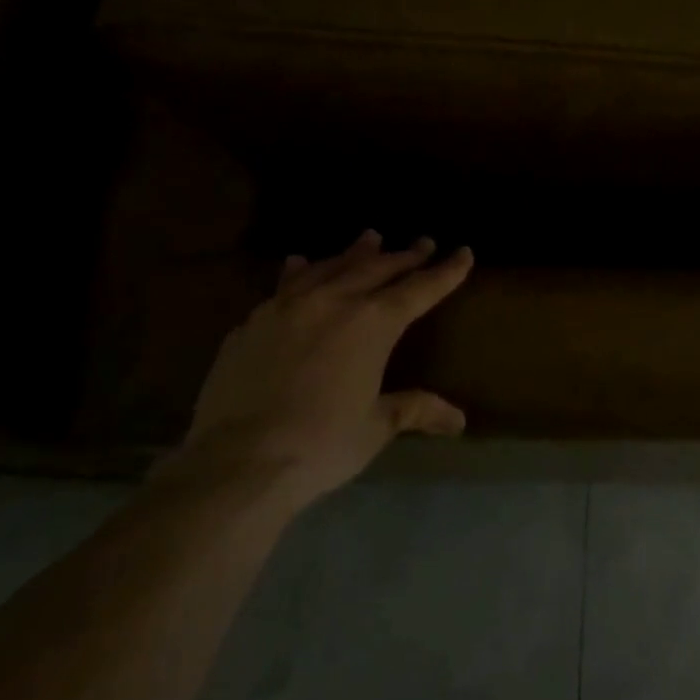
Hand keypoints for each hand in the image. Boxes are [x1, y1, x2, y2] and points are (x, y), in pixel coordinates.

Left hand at [177, 231, 473, 504]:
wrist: (236, 461)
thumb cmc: (322, 443)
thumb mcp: (376, 426)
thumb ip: (415, 410)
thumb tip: (458, 421)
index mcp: (372, 324)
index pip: (419, 289)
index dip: (445, 272)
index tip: (463, 252)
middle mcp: (332, 303)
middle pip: (376, 269)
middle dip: (404, 256)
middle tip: (423, 243)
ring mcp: (286, 308)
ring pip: (328, 267)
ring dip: (354, 253)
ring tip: (370, 238)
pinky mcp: (252, 324)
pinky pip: (285, 286)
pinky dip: (301, 271)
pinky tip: (299, 264)